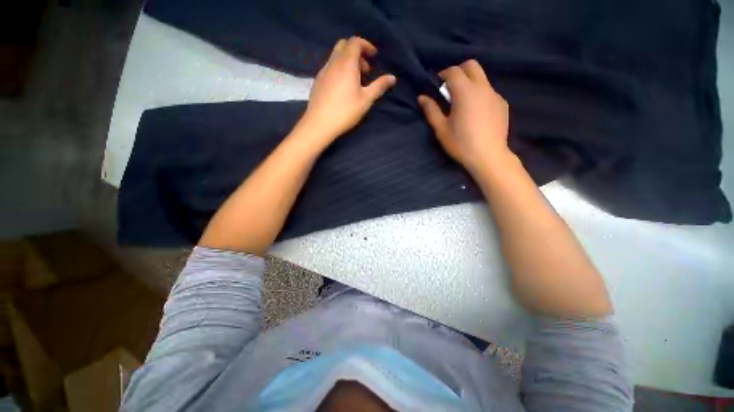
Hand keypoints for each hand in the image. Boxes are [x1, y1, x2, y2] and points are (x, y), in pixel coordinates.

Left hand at [299, 37, 396, 143]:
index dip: (366, 45)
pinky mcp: (317, 81)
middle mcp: (333, 63)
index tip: (374, 57)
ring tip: (355, 81)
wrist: (320, 123)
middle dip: (357, 52)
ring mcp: (323, 71)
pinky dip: (339, 69)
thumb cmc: (345, 111)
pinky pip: (330, 67)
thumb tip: (392, 77)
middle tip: (365, 70)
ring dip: (348, 62)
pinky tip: (343, 87)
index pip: (355, 42)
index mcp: (346, 63)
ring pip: (336, 57)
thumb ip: (379, 86)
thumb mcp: (366, 100)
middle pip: (344, 45)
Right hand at [418, 60, 511, 173]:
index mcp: (465, 92)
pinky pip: (489, 92)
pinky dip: (480, 94)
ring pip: (482, 78)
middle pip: (472, 65)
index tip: (437, 84)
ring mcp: (495, 95)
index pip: (454, 71)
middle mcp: (482, 87)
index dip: (443, 74)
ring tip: (463, 103)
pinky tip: (476, 113)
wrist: (488, 156)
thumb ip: (431, 110)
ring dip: (470, 83)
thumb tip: (422, 97)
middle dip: (459, 71)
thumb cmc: (461, 143)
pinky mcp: (502, 104)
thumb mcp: (441, 129)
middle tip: (450, 87)